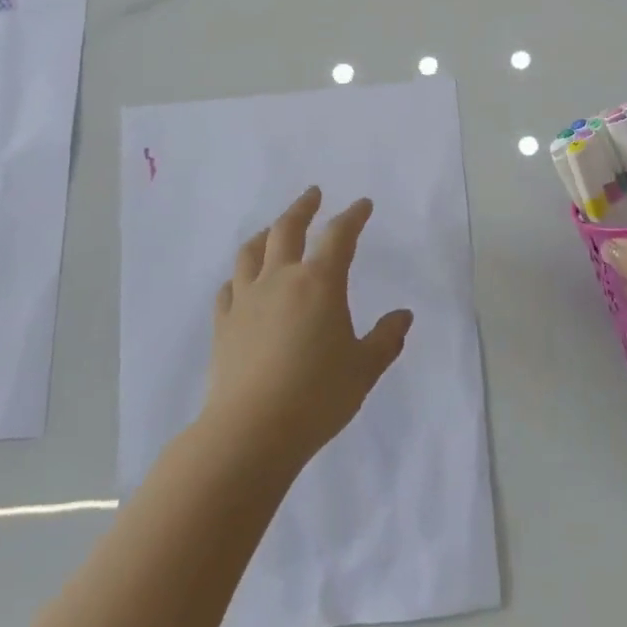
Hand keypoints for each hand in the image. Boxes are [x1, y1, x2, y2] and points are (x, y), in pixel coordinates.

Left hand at [201, 186, 412, 468]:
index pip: (339, 235)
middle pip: (288, 229)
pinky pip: (229, 288)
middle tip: (313, 194)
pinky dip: (239, 276)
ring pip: (252, 252)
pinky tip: (243, 282)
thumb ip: (386, 339)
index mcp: (319, 283)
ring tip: (274, 229)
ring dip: (266, 233)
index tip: (362, 204)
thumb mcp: (364, 368)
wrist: (251, 432)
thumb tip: (402, 315)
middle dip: (303, 207)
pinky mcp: (223, 324)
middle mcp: (280, 280)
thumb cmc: (317, 396)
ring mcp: (246, 300)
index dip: (353, 216)